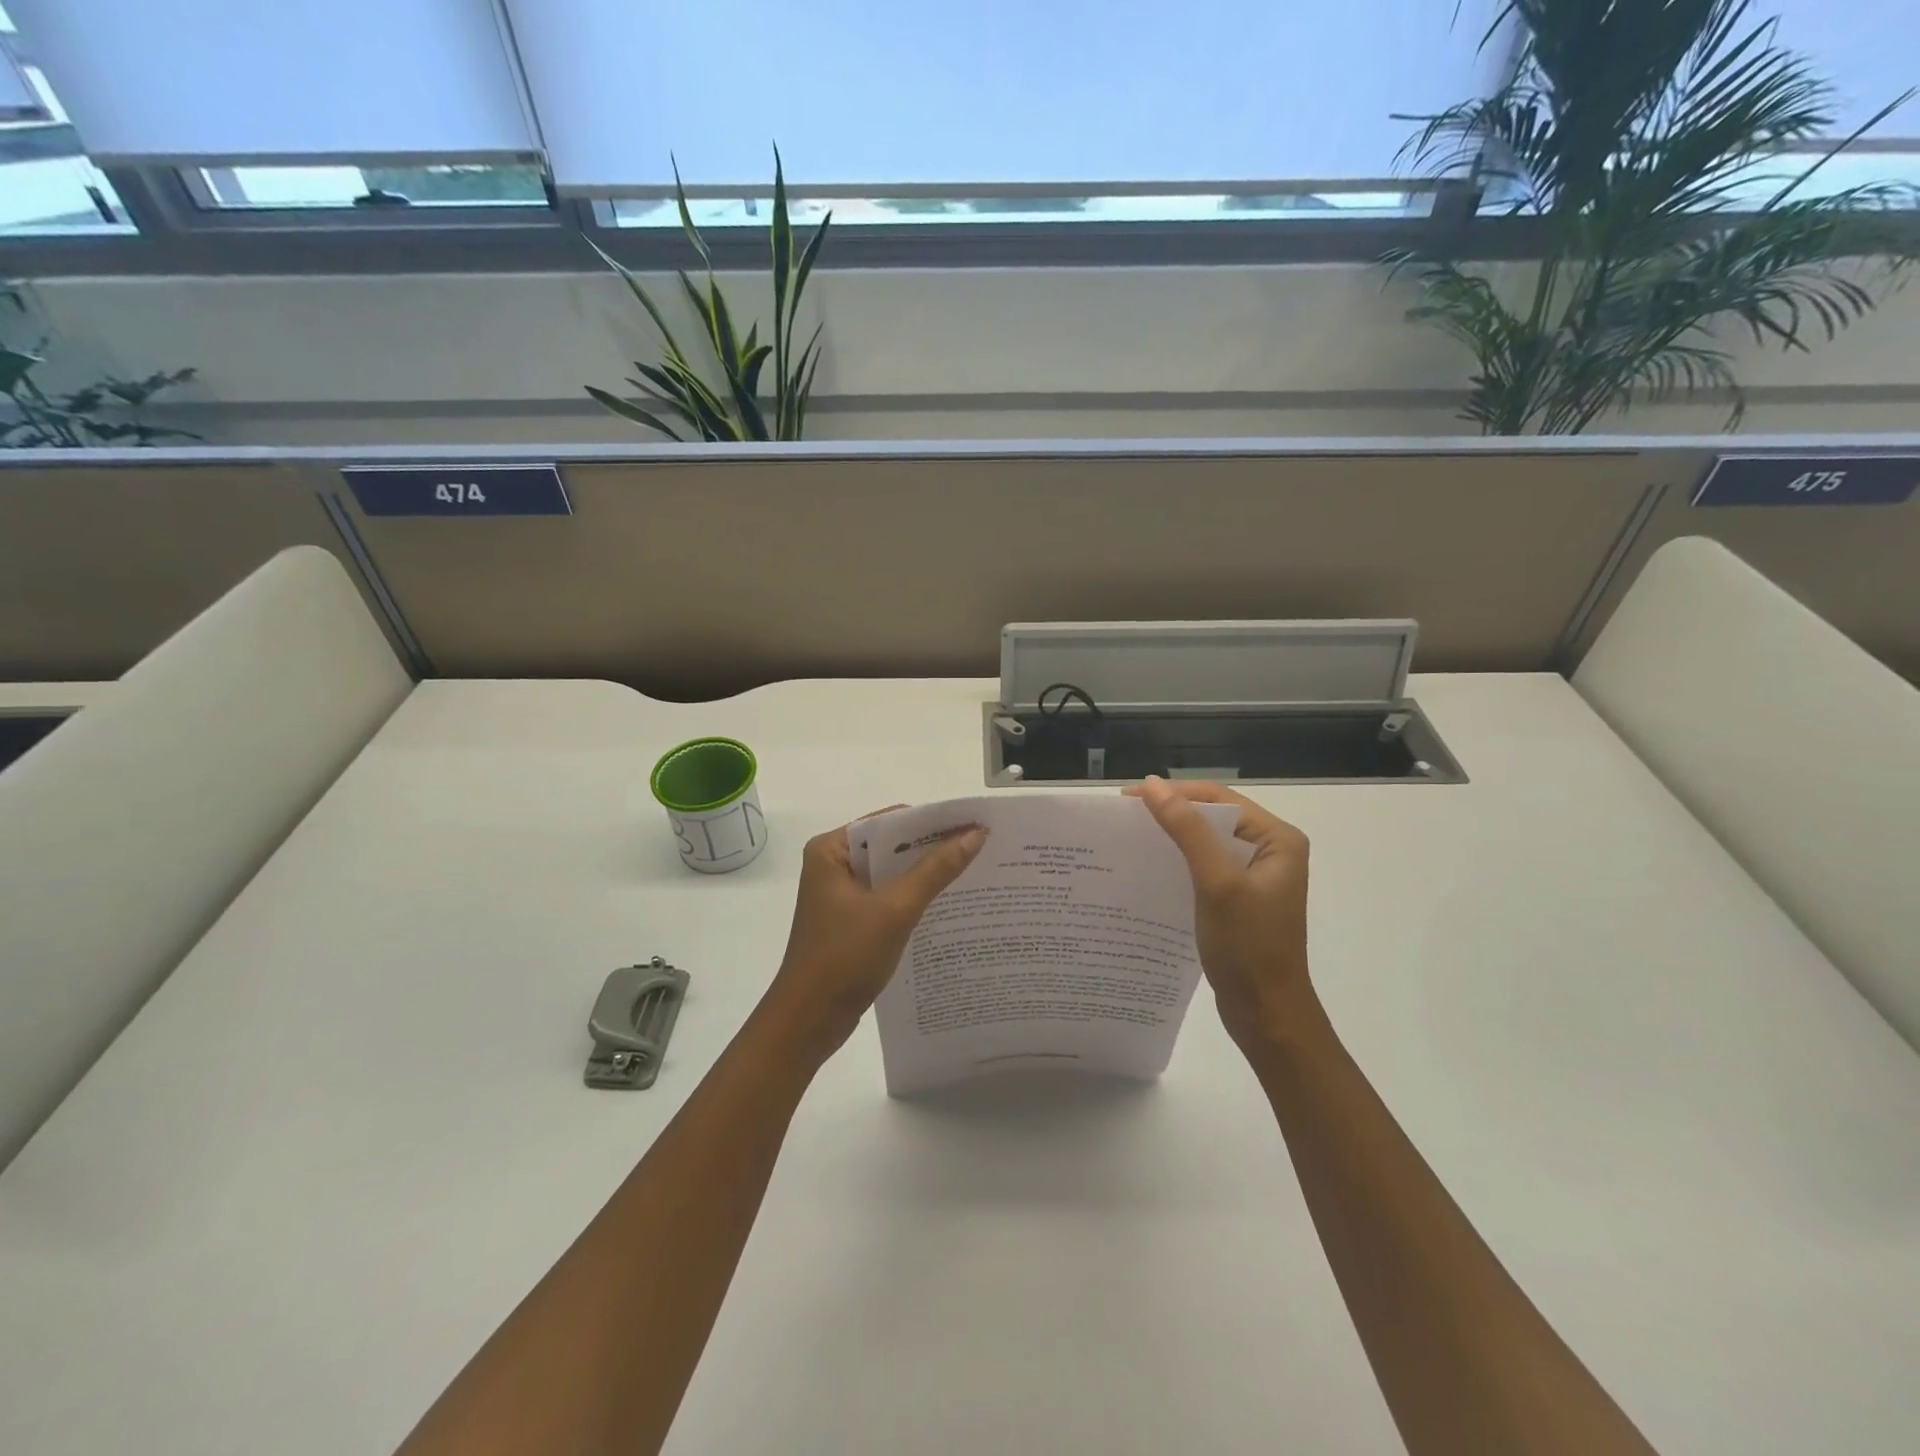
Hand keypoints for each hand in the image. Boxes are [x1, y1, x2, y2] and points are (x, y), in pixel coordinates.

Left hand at [758, 811, 986, 1062]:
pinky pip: (889, 896)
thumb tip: (976, 834)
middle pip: (891, 845)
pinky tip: (949, 901)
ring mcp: (841, 893)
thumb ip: (935, 870)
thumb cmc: (845, 956)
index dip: (931, 821)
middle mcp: (833, 864)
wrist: (810, 1020)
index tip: (972, 822)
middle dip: (933, 846)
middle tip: (982, 844)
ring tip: (975, 868)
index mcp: (831, 849)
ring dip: (927, 873)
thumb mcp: (895, 909)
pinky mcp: (851, 919)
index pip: (889, 821)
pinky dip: (915, 896)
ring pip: (892, 872)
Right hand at [1126, 777, 1314, 1052]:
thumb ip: (1187, 830)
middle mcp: (1270, 850)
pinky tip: (1149, 867)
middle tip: (1123, 817)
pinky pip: (1204, 866)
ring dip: (1171, 837)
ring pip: (1205, 841)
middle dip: (1170, 813)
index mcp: (1278, 839)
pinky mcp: (1239, 898)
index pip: (1218, 798)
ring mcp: (1254, 876)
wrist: (1266, 1014)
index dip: (1174, 793)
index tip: (1127, 798)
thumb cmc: (1248, 946)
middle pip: (1212, 816)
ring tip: (1129, 838)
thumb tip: (1152, 785)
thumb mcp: (1217, 882)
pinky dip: (1177, 862)